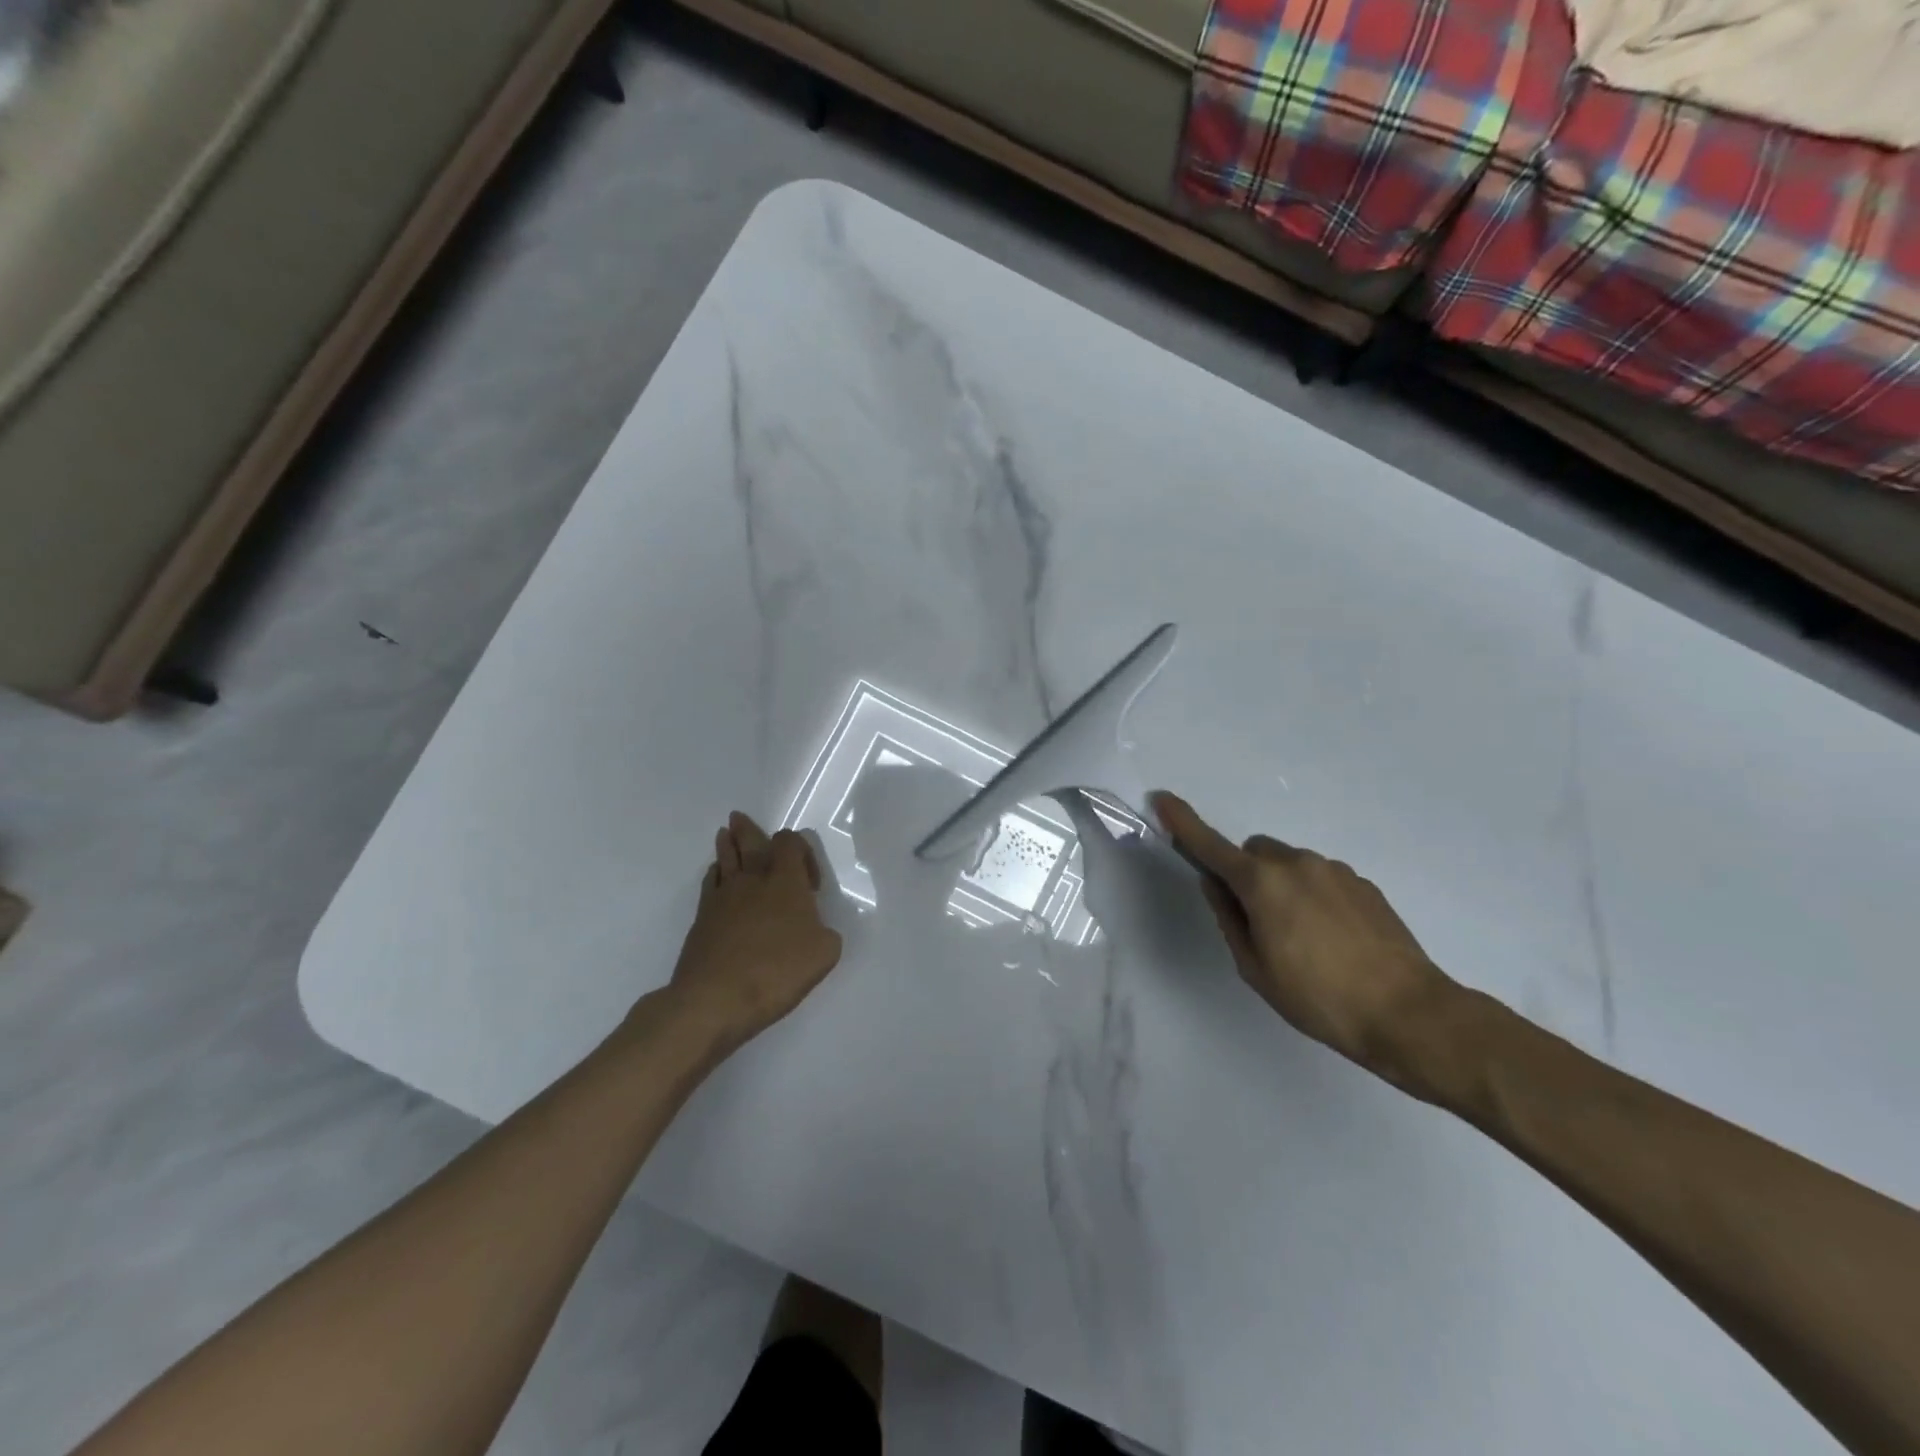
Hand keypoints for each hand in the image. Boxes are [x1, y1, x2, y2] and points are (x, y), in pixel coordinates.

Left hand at [663, 812, 844, 1051]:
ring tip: (725, 833)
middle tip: (739, 817)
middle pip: (750, 842)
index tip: (810, 885)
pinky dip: (715, 874)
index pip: (790, 843)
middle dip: (749, 830)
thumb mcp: (824, 953)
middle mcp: (753, 879)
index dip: (802, 851)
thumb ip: (825, 932)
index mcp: (785, 881)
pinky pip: (710, 883)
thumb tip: (814, 928)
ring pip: (725, 859)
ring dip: (728, 844)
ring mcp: (722, 897)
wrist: (714, 999)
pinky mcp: (702, 918)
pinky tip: (716, 876)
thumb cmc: (776, 971)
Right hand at [1152, 792, 1453, 1073]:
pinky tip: (1333, 941)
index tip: (1162, 798)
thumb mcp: (1255, 967)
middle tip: (1258, 922)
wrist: (1408, 1013)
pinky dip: (1313, 897)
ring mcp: (1335, 870)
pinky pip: (1322, 879)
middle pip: (1254, 852)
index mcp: (1262, 883)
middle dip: (1246, 875)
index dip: (1183, 822)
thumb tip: (1216, 884)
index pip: (1211, 845)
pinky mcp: (1363, 884)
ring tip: (1304, 940)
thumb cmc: (1318, 998)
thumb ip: (1229, 918)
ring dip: (1282, 887)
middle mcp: (1297, 863)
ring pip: (1290, 865)